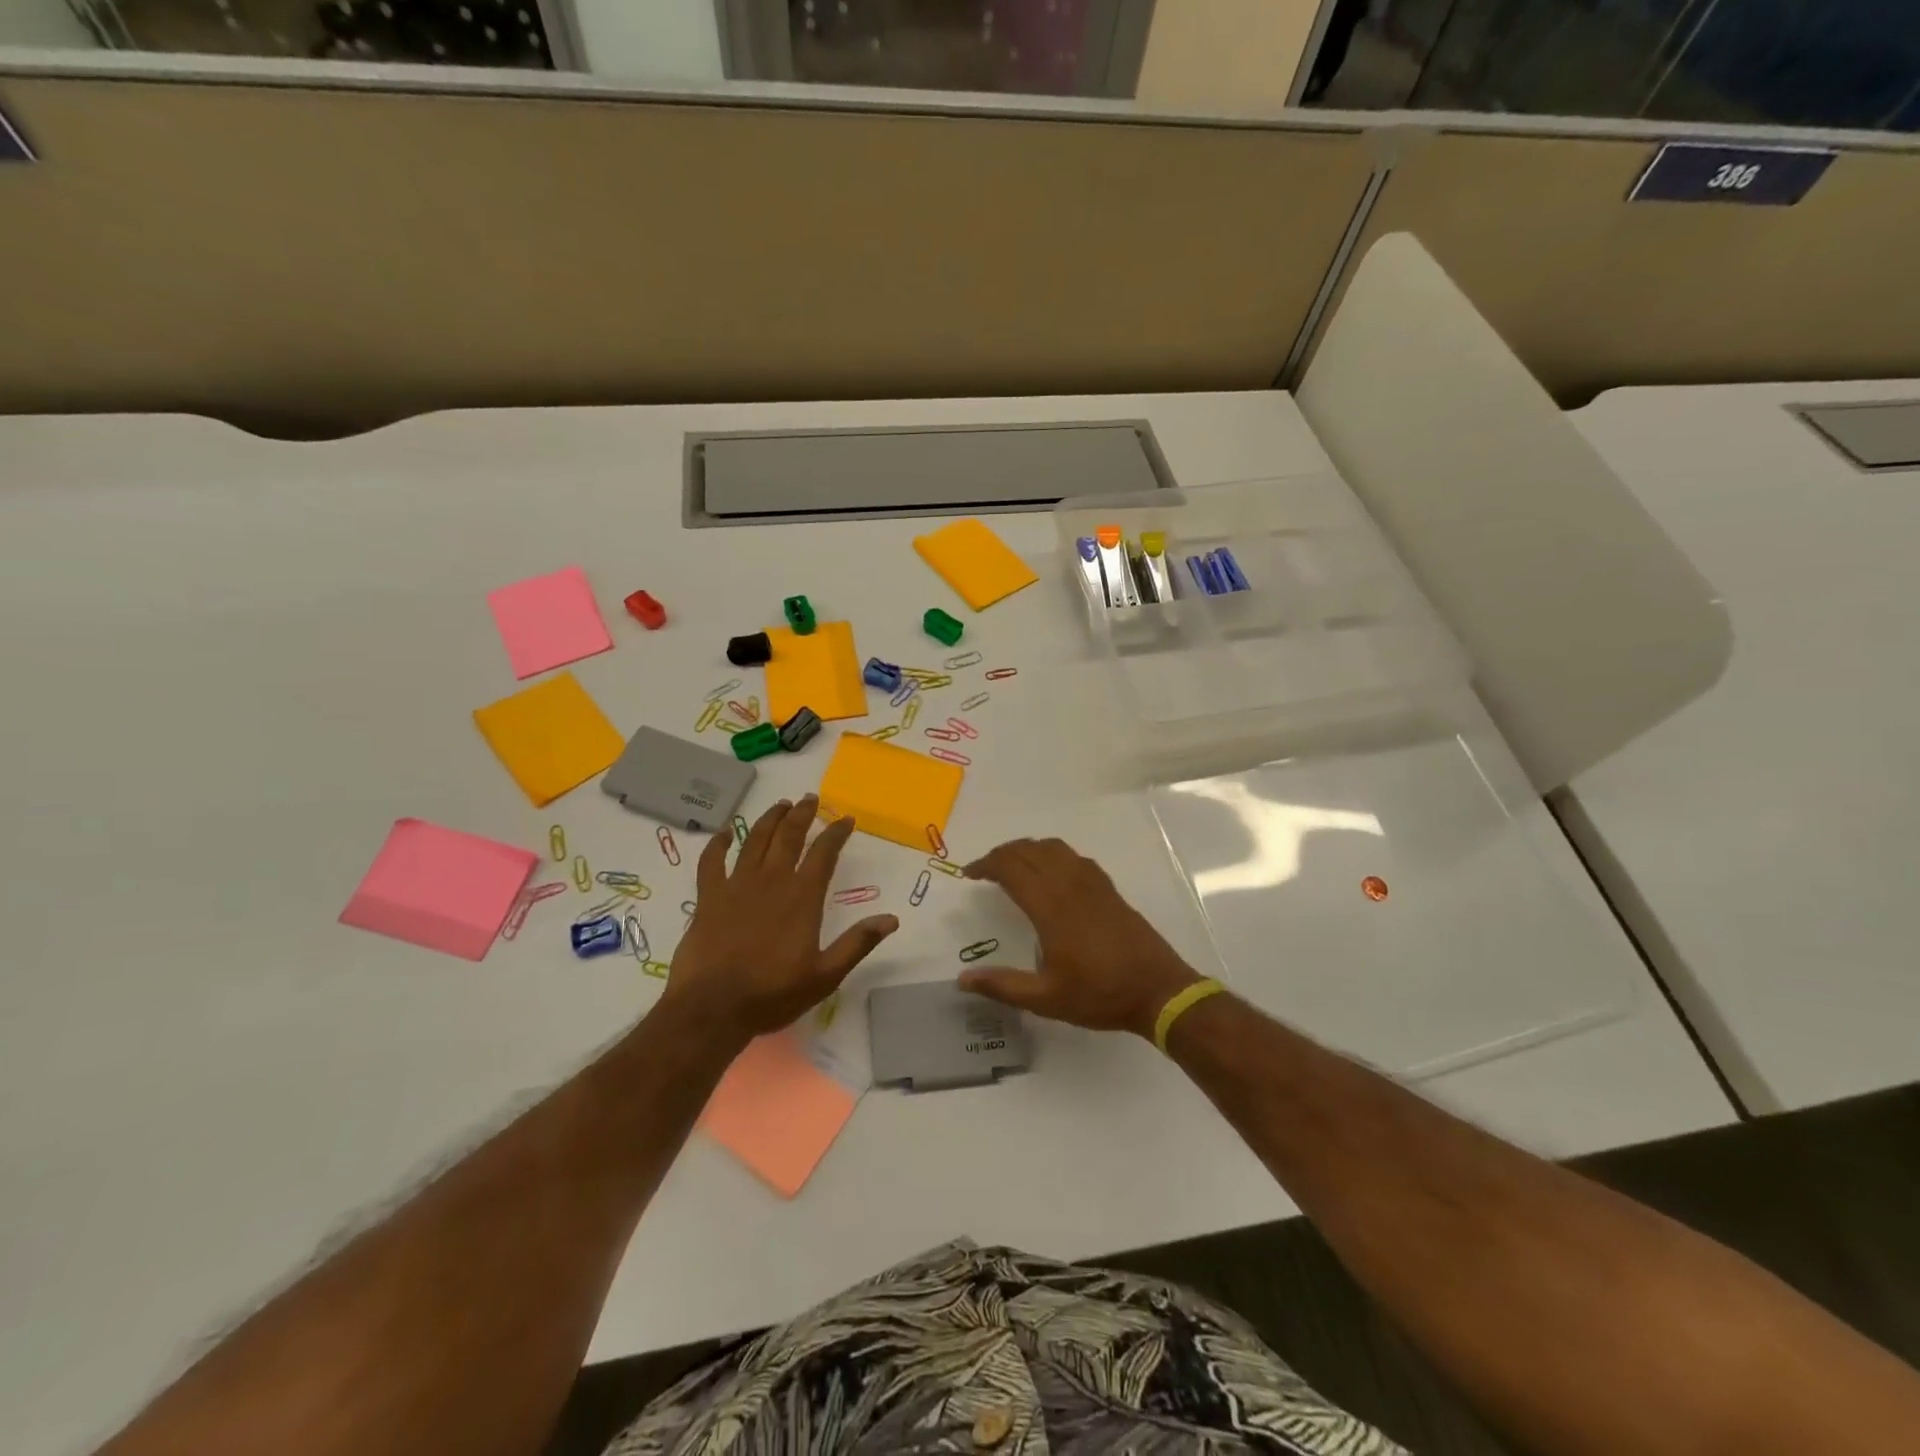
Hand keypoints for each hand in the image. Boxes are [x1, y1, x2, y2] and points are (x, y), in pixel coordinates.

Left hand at [663, 796, 897, 1046]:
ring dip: (769, 820)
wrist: (712, 1008)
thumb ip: (857, 944)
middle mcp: (771, 881)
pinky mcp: (708, 897)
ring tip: (780, 805)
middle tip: (810, 799)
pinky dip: (718, 843)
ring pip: (755, 841)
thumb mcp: (825, 975)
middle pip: (789, 837)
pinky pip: (711, 861)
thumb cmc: (772, 993)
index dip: (836, 833)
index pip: (824, 853)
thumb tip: (891, 919)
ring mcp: (736, 885)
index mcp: (802, 897)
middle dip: (802, 814)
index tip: (846, 819)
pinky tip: (725, 832)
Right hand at [961, 838, 1200, 1037]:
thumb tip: (962, 980)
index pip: (1011, 868)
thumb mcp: (1046, 999)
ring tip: (1013, 866)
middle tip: (985, 871)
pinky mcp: (1108, 888)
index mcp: (1051, 907)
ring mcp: (1092, 883)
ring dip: (1027, 850)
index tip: (969, 874)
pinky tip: (1051, 874)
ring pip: (1053, 848)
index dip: (986, 865)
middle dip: (1002, 854)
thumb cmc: (1100, 994)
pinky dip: (1053, 855)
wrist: (1159, 990)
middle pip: (1029, 851)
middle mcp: (1069, 885)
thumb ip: (1003, 986)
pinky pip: (1074, 857)